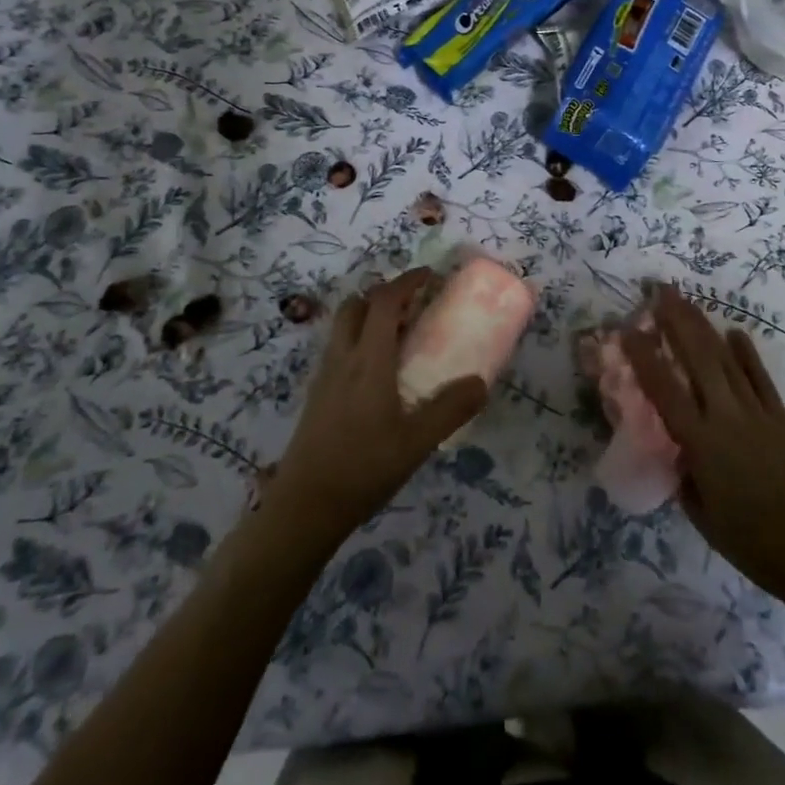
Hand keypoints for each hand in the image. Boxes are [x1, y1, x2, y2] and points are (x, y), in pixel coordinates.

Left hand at [263, 268, 487, 552]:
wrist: (304, 508)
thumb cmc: (363, 468)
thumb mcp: (416, 442)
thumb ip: (450, 409)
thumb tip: (481, 382)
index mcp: (368, 360)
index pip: (384, 301)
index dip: (407, 281)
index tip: (430, 276)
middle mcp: (342, 358)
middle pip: (356, 305)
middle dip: (384, 295)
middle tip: (414, 307)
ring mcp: (325, 376)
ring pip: (343, 326)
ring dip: (369, 317)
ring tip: (400, 338)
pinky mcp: (317, 396)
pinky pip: (338, 349)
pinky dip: (359, 341)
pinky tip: (378, 375)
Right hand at [623, 286, 784, 625]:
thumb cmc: (753, 544)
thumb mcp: (702, 516)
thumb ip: (685, 476)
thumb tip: (677, 450)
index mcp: (701, 443)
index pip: (664, 390)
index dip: (644, 358)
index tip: (628, 330)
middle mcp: (726, 417)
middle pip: (698, 358)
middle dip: (677, 321)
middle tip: (660, 290)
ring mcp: (756, 412)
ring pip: (726, 359)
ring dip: (704, 326)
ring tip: (686, 300)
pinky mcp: (780, 417)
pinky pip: (759, 377)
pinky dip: (746, 353)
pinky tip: (734, 332)